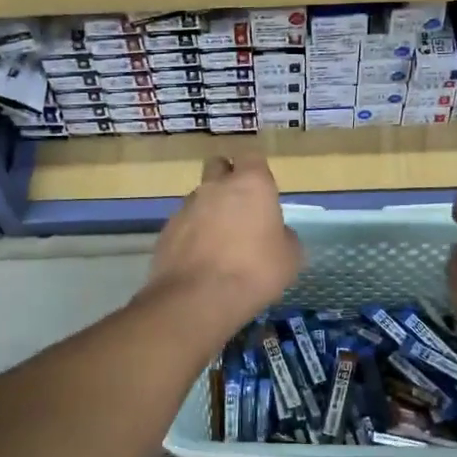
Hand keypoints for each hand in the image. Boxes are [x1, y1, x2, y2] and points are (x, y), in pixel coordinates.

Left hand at [143, 155, 301, 334]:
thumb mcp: (290, 258)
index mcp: (251, 184)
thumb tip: (277, 233)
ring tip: (219, 241)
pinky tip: (200, 259)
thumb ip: (284, 237)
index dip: (257, 171)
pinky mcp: (166, 230)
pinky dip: (192, 234)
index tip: (263, 191)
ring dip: (209, 209)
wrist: (198, 299)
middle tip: (239, 207)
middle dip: (227, 179)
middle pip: (218, 166)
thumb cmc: (255, 271)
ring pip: (199, 196)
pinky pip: (183, 223)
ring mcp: (186, 207)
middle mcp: (215, 186)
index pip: (252, 157)